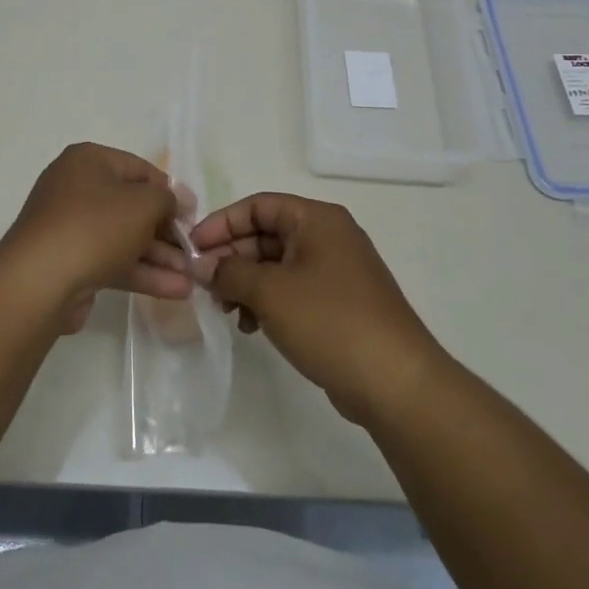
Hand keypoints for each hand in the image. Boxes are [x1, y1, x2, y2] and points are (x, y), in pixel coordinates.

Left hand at [0, 143, 193, 331]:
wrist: (40, 280)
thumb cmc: (95, 227)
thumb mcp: (143, 203)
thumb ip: (166, 199)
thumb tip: (174, 203)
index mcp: (88, 161)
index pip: (140, 169)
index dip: (170, 191)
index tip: (193, 215)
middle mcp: (76, 188)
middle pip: (132, 206)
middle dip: (166, 231)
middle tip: (193, 251)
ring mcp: (70, 227)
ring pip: (124, 237)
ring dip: (159, 256)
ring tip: (193, 277)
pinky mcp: (70, 262)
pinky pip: (112, 261)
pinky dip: (141, 272)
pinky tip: (175, 290)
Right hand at [192, 193, 441, 424]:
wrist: (395, 382)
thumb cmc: (329, 321)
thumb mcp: (270, 291)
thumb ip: (230, 271)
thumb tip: (204, 266)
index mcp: (317, 220)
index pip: (258, 206)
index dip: (222, 224)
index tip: (192, 249)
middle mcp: (328, 237)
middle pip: (266, 235)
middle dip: (231, 258)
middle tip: (203, 285)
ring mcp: (336, 272)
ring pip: (276, 265)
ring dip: (245, 283)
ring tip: (226, 312)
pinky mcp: (338, 304)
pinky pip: (291, 290)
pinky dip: (267, 302)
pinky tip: (251, 327)